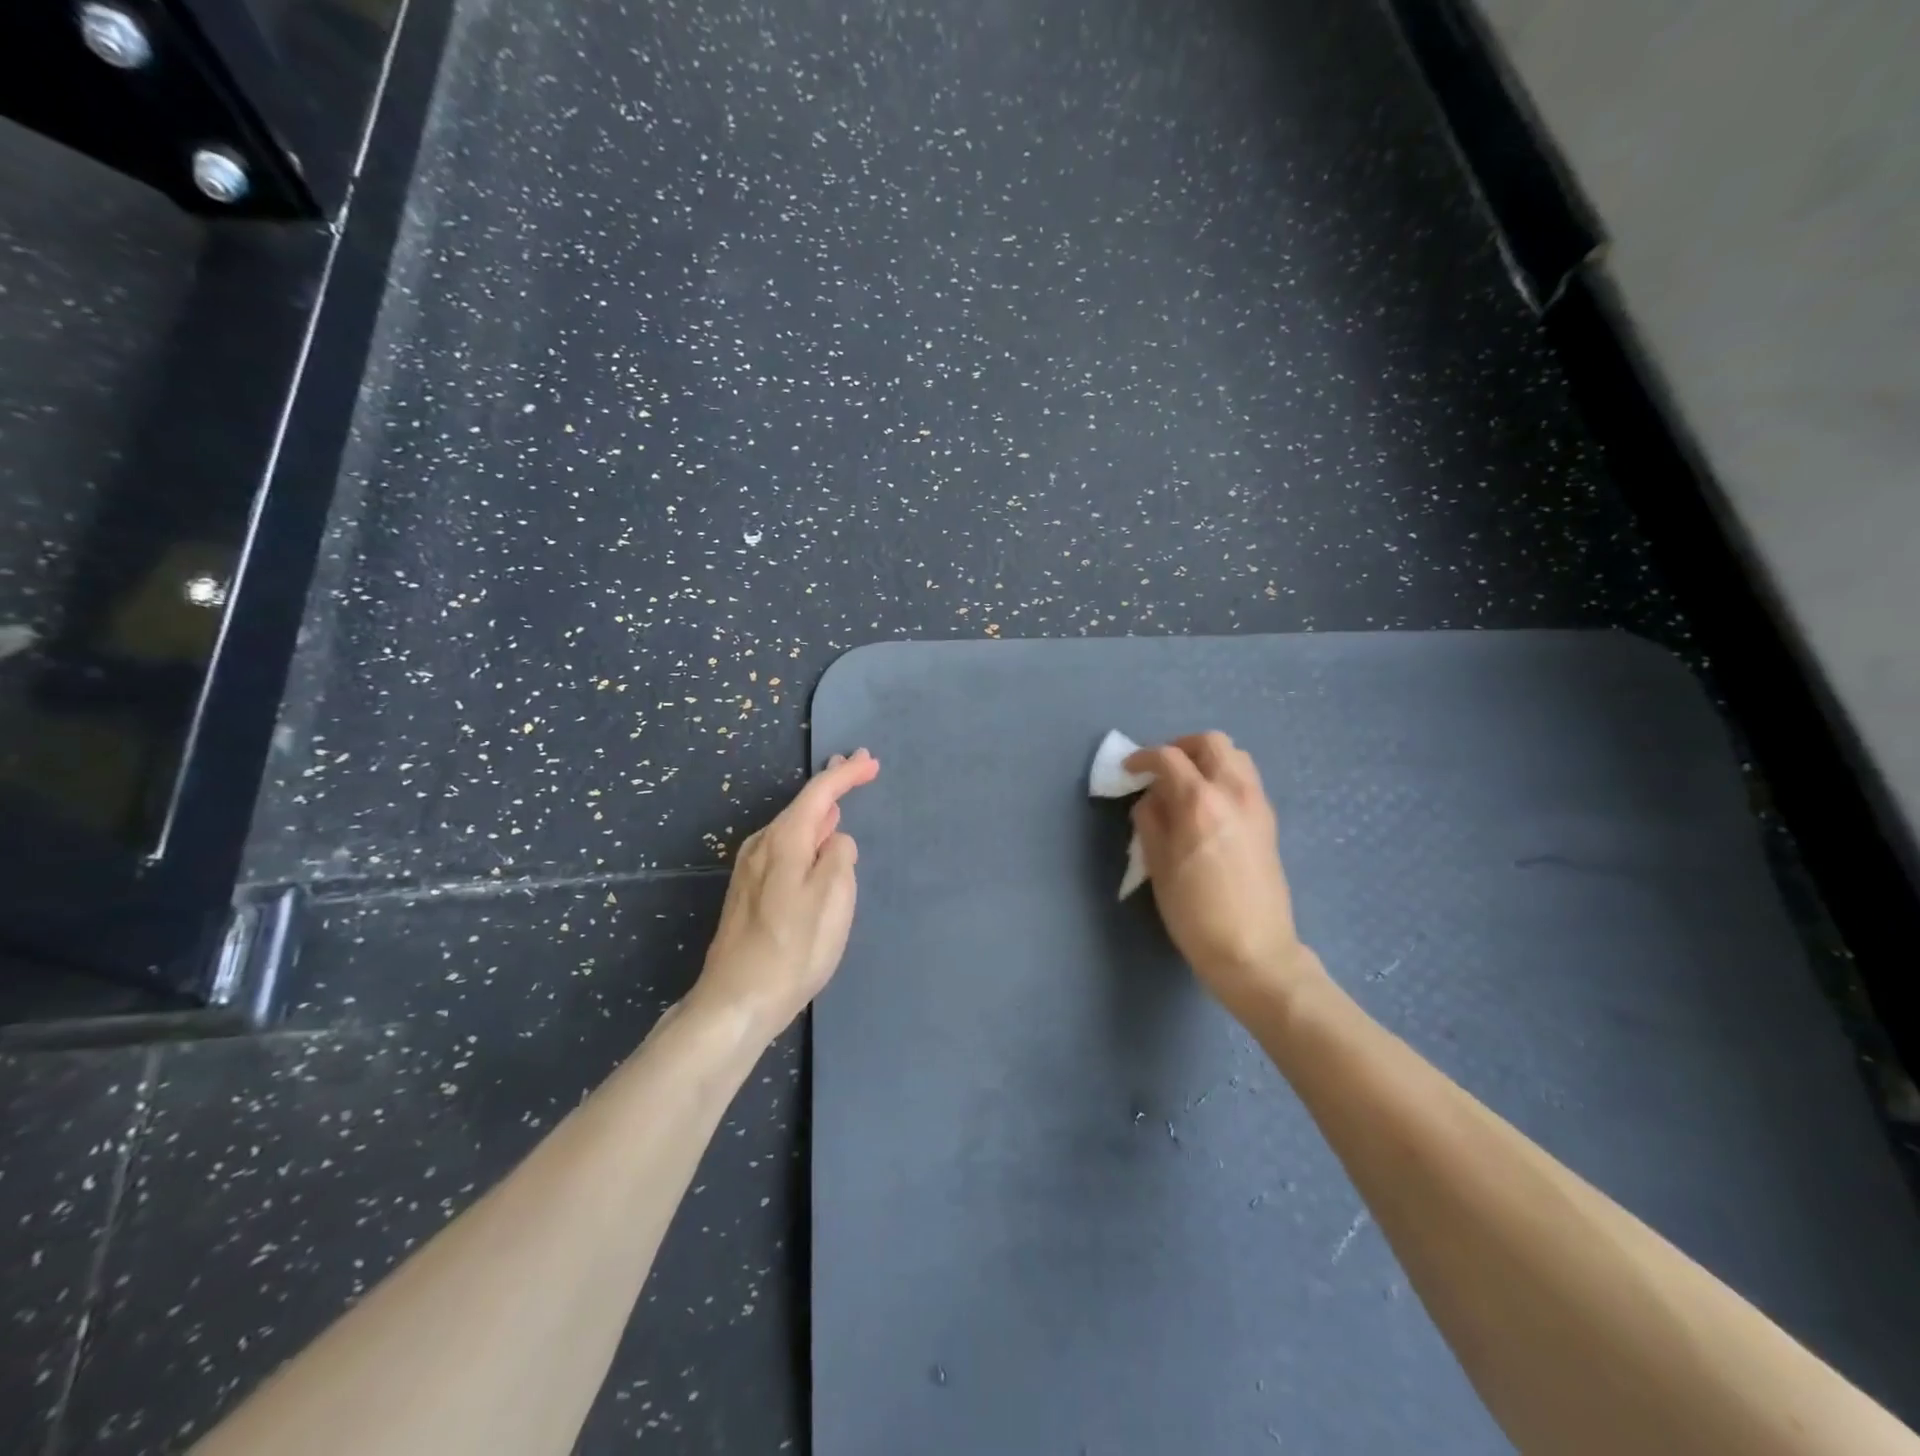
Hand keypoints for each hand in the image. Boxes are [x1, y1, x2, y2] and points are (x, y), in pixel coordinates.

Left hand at [691, 749, 879, 1041]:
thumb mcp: (832, 899)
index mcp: (783, 840)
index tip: (870, 761)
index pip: (819, 793)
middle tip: (855, 766)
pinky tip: (812, 842)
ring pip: (790, 827)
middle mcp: (761, 845)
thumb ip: (839, 857)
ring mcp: (750, 869)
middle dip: (830, 785)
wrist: (737, 1000)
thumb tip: (835, 840)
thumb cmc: (793, 948)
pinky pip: (783, 847)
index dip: (846, 774)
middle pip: (801, 805)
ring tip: (837, 800)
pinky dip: (804, 834)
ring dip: (817, 811)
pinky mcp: (748, 892)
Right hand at [1125, 733, 1323, 1012]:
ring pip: (1236, 756)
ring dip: (1207, 759)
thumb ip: (1150, 821)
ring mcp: (1257, 804)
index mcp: (1199, 802)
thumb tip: (1151, 798)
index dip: (1143, 757)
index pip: (1169, 757)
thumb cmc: (1195, 914)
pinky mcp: (1269, 821)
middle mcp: (1233, 792)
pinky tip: (1209, 806)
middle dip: (1181, 747)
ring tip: (1187, 784)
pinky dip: (1225, 776)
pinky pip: (1247, 779)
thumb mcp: (1158, 867)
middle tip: (1161, 769)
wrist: (1254, 951)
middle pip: (1211, 742)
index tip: (1129, 770)